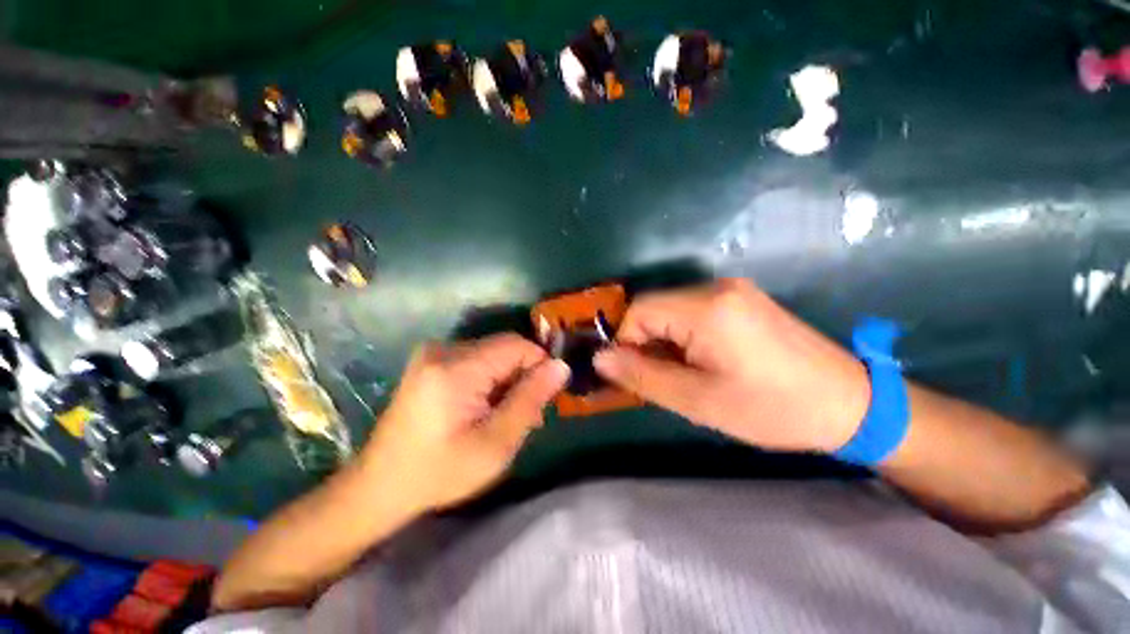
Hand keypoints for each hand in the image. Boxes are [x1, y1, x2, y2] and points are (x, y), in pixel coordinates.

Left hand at [361, 334, 569, 513]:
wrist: (379, 487)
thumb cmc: (439, 472)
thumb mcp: (495, 443)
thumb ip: (530, 400)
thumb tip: (561, 366)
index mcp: (455, 368)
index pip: (516, 345)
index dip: (539, 365)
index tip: (545, 397)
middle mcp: (442, 349)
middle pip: (504, 348)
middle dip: (522, 376)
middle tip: (526, 414)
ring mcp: (433, 354)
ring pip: (492, 354)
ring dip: (507, 379)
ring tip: (505, 415)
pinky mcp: (430, 362)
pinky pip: (476, 360)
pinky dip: (490, 379)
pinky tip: (485, 407)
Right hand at [594, 278, 869, 452]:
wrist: (850, 404)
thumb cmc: (773, 409)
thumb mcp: (698, 401)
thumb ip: (642, 377)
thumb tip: (600, 360)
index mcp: (706, 309)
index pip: (638, 311)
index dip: (626, 342)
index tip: (636, 375)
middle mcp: (717, 287)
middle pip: (654, 307)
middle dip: (646, 342)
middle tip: (662, 379)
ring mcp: (732, 290)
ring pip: (671, 309)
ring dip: (664, 340)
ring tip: (684, 373)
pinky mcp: (741, 299)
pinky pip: (692, 311)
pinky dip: (682, 334)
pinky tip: (702, 360)